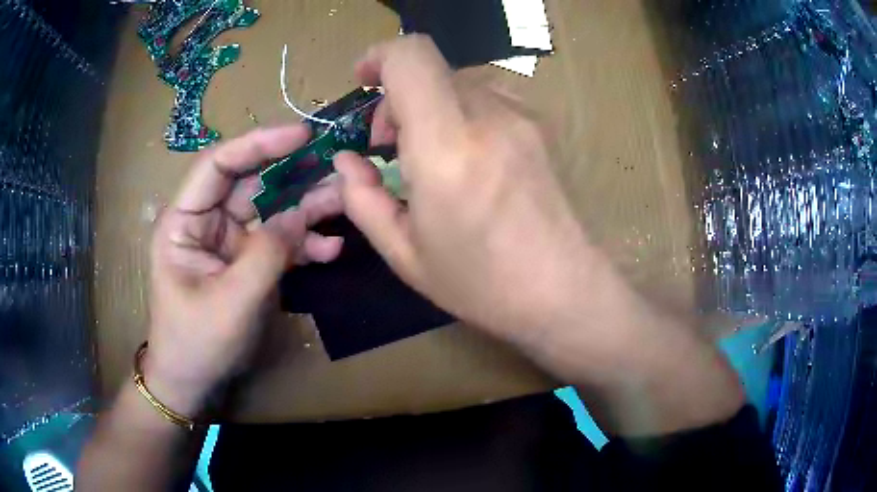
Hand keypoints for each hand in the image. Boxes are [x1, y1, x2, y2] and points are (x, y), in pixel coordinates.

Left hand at [144, 126, 343, 414]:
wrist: (194, 382)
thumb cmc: (197, 343)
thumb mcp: (232, 301)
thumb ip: (267, 254)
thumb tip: (301, 215)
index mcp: (185, 221)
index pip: (219, 165)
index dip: (259, 144)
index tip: (302, 136)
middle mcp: (206, 221)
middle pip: (251, 184)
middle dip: (293, 175)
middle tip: (336, 166)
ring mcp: (229, 241)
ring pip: (270, 210)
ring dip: (306, 208)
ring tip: (344, 204)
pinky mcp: (246, 261)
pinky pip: (276, 241)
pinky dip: (302, 243)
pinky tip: (329, 249)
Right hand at [335, 36, 591, 343]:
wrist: (567, 290)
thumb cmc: (483, 284)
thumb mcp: (406, 255)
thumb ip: (364, 200)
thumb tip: (346, 160)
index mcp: (447, 150)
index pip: (411, 58)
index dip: (379, 56)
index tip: (362, 81)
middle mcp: (489, 118)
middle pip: (431, 69)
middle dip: (399, 97)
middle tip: (392, 145)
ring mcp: (524, 117)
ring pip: (460, 81)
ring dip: (432, 104)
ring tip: (432, 153)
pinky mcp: (542, 126)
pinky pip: (490, 97)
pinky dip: (464, 112)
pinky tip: (470, 155)